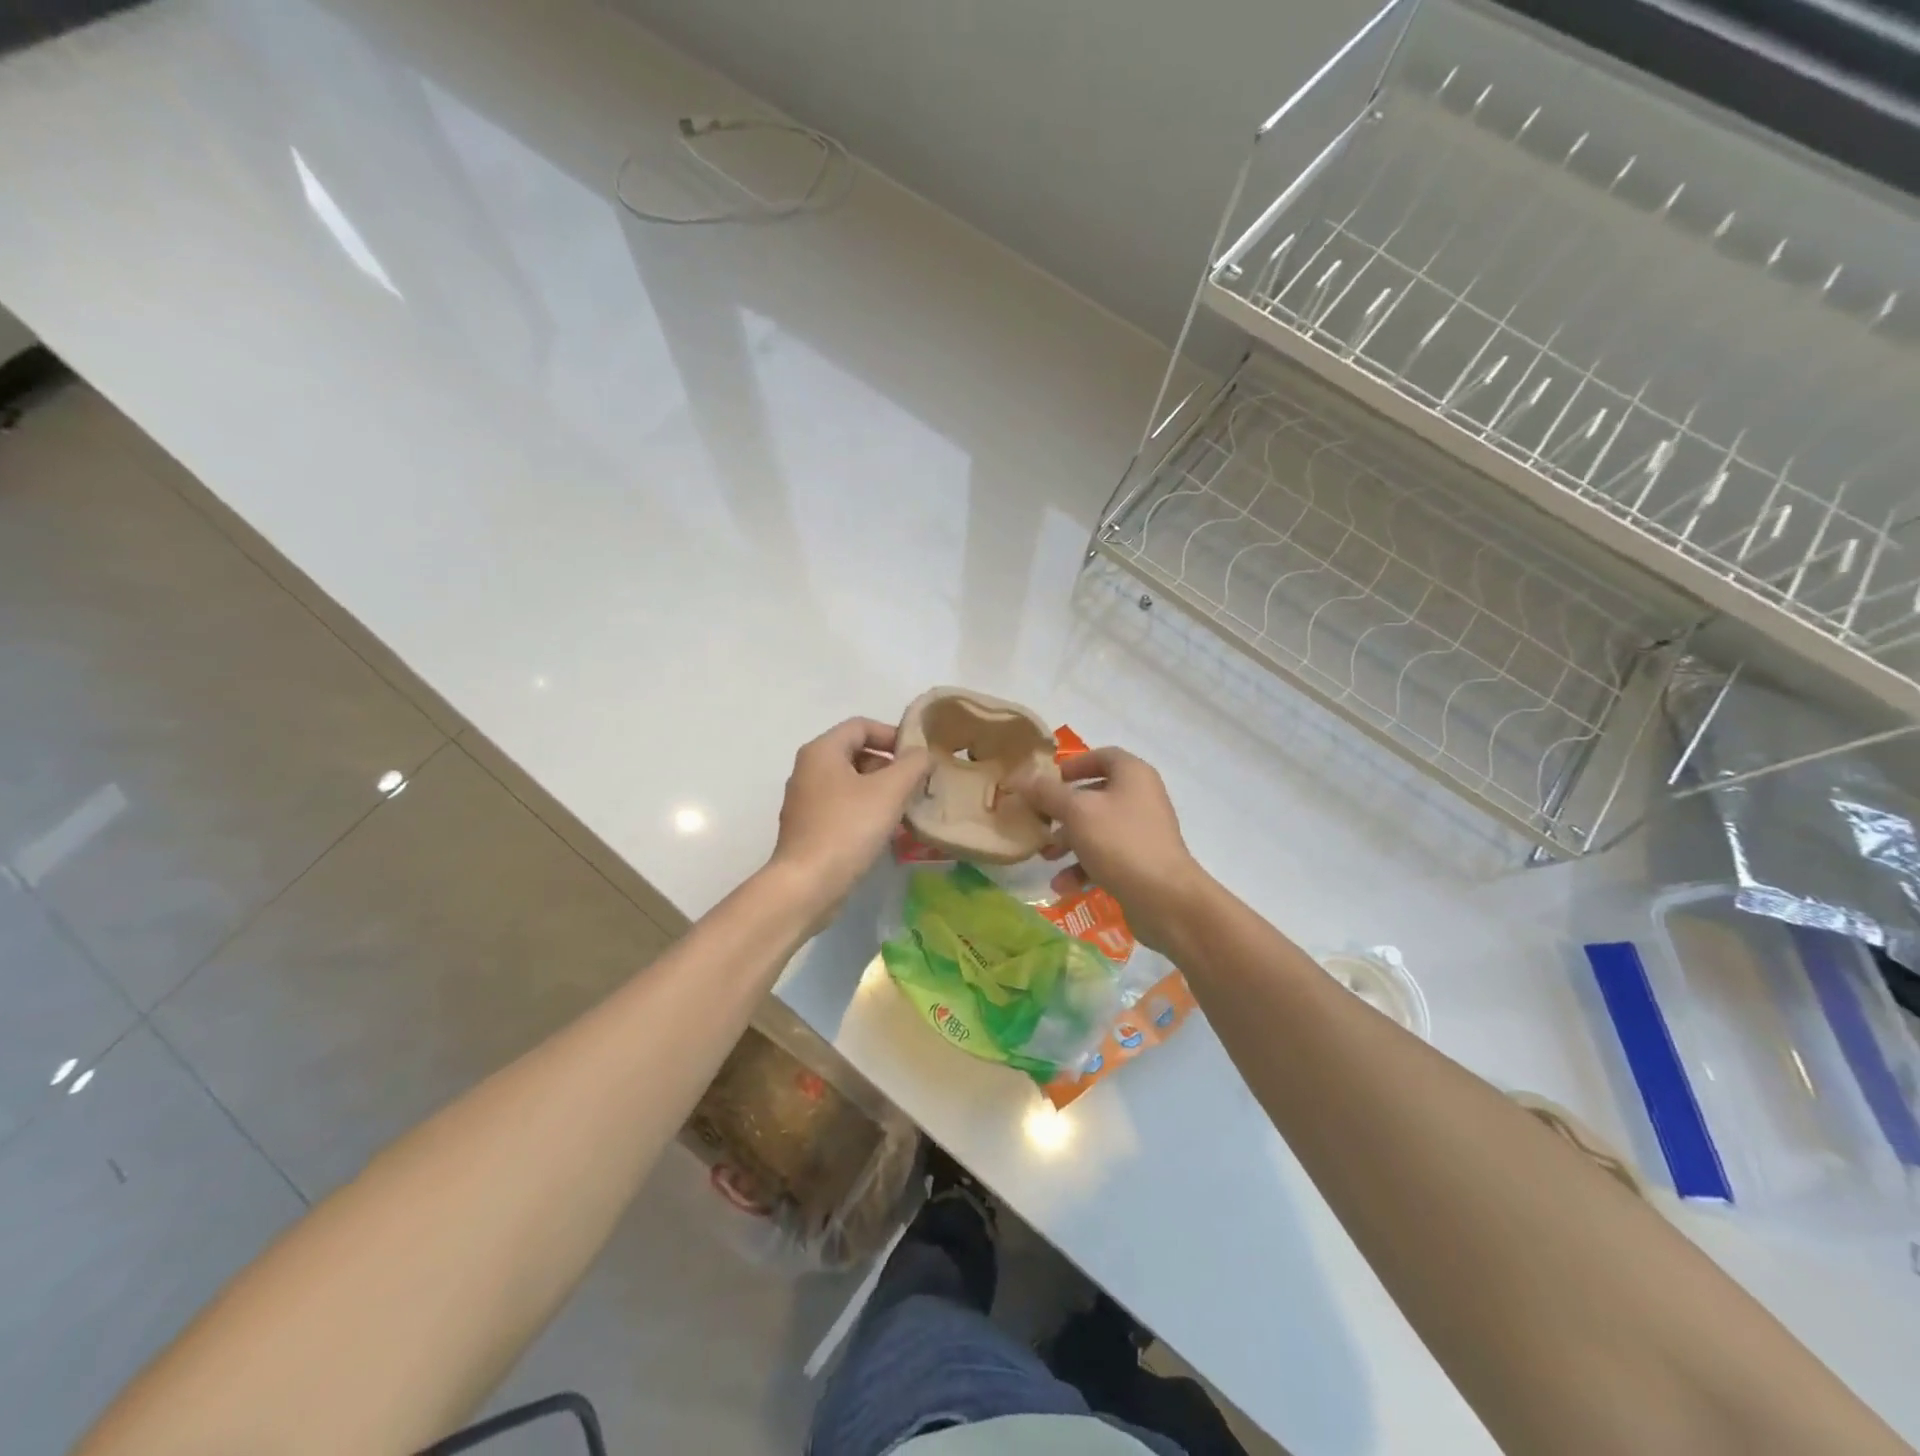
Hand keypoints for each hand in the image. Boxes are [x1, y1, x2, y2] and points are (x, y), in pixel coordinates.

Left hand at [768, 718, 930, 910]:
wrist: (807, 884)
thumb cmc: (848, 828)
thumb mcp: (890, 791)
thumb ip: (913, 764)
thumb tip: (923, 753)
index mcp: (821, 751)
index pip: (861, 726)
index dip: (892, 734)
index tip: (918, 755)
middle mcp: (807, 769)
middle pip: (855, 752)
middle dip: (889, 765)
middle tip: (915, 784)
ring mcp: (804, 800)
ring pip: (849, 782)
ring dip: (880, 789)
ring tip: (905, 808)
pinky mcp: (807, 827)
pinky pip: (842, 806)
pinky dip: (865, 809)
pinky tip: (884, 830)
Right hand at [1009, 747, 1210, 954]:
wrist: (1166, 899)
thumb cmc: (1120, 843)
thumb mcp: (1076, 812)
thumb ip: (1046, 793)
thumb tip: (1020, 778)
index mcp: (1133, 775)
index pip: (1102, 756)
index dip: (1073, 765)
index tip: (1045, 781)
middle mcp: (1141, 798)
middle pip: (1095, 794)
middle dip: (1062, 809)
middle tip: (1038, 820)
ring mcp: (1142, 832)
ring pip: (1097, 828)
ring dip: (1068, 841)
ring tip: (1044, 856)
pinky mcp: (1141, 862)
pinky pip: (1106, 856)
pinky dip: (1083, 867)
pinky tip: (1062, 885)